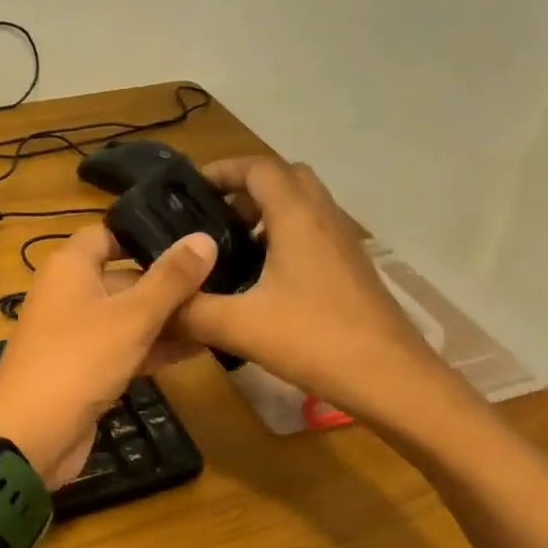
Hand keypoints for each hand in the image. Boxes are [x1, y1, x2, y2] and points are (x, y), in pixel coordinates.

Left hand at [0, 224, 216, 487]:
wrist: (30, 438)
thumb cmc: (79, 361)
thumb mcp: (132, 317)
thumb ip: (171, 279)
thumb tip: (204, 238)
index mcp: (70, 268)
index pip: (108, 234)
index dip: (145, 234)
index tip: (190, 238)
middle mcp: (70, 294)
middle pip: (124, 278)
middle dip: (168, 282)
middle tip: (221, 280)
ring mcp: (76, 335)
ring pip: (128, 316)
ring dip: (167, 318)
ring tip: (219, 314)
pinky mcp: (85, 369)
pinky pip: (125, 348)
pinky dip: (155, 347)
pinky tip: (198, 349)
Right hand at [173, 157, 449, 424]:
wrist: (392, 379)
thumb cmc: (316, 340)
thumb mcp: (241, 327)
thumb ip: (192, 312)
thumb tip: (156, 306)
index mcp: (297, 218)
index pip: (258, 168)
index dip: (223, 170)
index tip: (190, 189)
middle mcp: (324, 219)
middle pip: (286, 179)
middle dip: (247, 190)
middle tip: (214, 220)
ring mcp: (344, 244)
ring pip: (303, 208)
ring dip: (268, 216)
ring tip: (233, 251)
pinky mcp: (353, 270)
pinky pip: (315, 236)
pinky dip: (287, 241)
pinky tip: (265, 284)